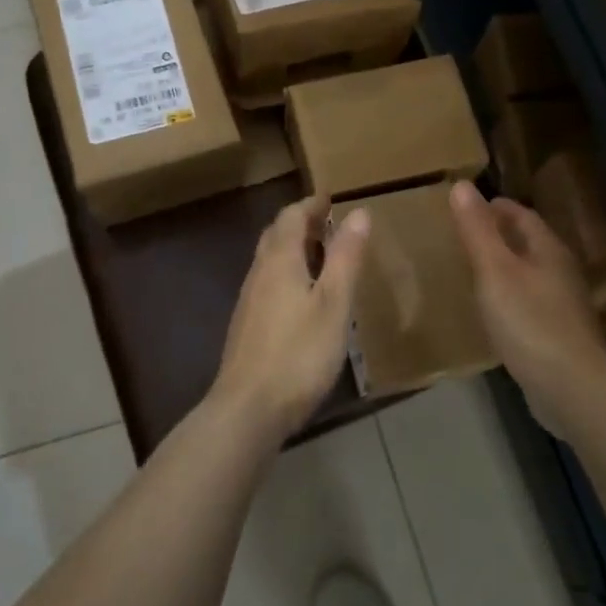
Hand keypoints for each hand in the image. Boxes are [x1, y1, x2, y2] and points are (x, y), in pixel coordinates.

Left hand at [206, 195, 370, 442]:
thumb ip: (345, 258)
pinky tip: (303, 296)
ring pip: (269, 260)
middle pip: (276, 235)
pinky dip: (287, 273)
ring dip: (293, 248)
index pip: (291, 216)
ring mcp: (249, 301)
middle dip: (301, 223)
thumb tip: (359, 212)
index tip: (332, 197)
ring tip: (322, 255)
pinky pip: (267, 282)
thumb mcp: (334, 304)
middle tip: (329, 223)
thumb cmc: (299, 353)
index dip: (312, 203)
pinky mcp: (247, 326)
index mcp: (279, 261)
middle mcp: (258, 273)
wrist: (248, 408)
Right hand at [449, 180, 605, 414]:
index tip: (466, 205)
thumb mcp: (495, 271)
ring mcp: (562, 305)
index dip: (494, 207)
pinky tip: (492, 309)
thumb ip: (477, 230)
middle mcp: (560, 271)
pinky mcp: (557, 334)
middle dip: (498, 234)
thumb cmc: (530, 322)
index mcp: (548, 249)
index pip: (521, 215)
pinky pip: (529, 302)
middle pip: (527, 242)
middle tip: (463, 234)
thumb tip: (462, 185)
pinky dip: (509, 295)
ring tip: (472, 268)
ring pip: (529, 272)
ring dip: (504, 266)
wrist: (571, 388)